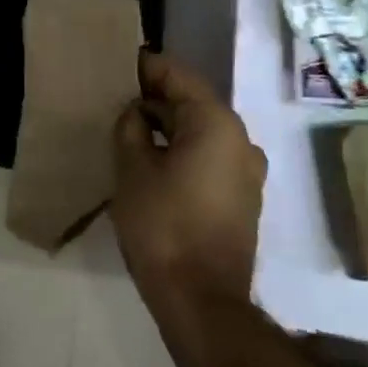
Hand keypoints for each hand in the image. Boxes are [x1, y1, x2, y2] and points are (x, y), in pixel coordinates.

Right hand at [111, 53, 265, 309]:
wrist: (203, 301)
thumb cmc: (163, 227)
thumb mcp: (132, 170)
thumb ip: (130, 128)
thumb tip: (136, 112)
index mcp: (216, 122)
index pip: (178, 76)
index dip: (147, 67)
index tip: (121, 65)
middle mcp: (241, 138)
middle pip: (194, 102)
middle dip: (157, 99)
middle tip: (120, 100)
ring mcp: (247, 171)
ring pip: (203, 132)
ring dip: (170, 127)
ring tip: (133, 131)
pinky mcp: (244, 198)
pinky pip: (212, 157)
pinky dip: (186, 151)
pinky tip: (157, 163)